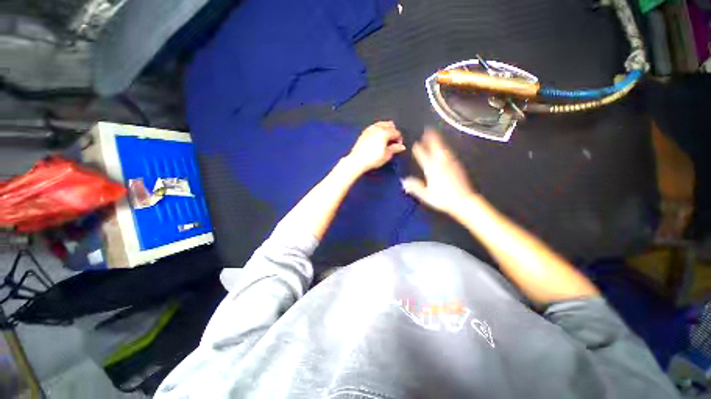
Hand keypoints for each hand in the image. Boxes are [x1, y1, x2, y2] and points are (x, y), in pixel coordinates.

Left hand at [345, 121, 406, 173]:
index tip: (399, 145)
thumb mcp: (387, 155)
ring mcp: (369, 130)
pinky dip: (378, 129)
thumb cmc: (372, 159)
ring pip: (380, 124)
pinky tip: (378, 135)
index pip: (396, 132)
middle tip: (394, 140)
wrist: (357, 160)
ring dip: (386, 128)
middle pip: (389, 126)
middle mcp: (377, 129)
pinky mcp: (364, 133)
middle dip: (393, 132)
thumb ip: (395, 149)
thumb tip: (401, 147)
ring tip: (387, 136)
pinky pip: (373, 127)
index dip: (399, 139)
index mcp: (385, 133)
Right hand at [402, 129, 475, 213]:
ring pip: (444, 148)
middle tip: (428, 130)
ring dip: (439, 141)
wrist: (464, 201)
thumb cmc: (442, 198)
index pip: (423, 156)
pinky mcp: (458, 166)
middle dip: (431, 138)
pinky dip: (445, 148)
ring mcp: (451, 163)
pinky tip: (445, 150)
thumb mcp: (425, 195)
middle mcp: (441, 163)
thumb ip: (415, 187)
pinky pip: (449, 153)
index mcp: (432, 169)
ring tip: (435, 136)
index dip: (419, 150)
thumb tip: (404, 181)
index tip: (415, 144)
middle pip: (435, 147)